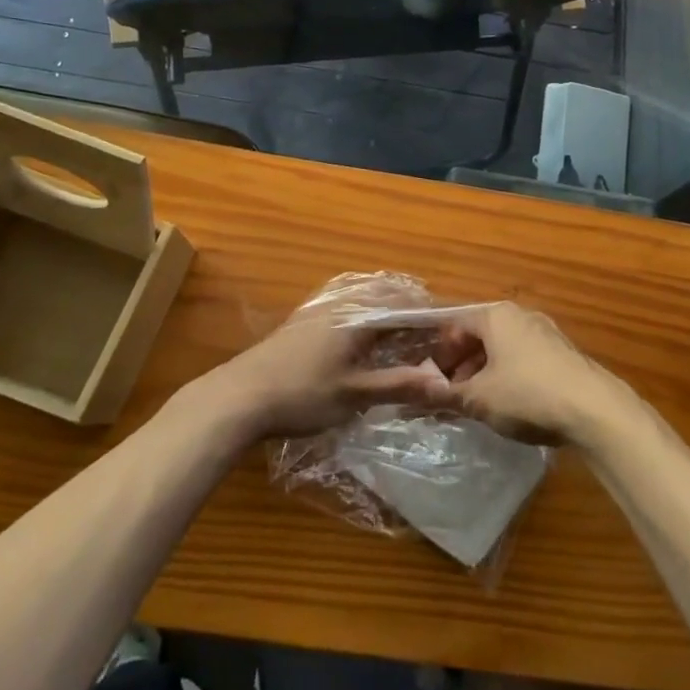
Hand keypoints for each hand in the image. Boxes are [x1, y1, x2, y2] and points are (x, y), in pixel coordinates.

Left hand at [197, 289, 455, 441]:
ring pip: (363, 296)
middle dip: (409, 306)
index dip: (428, 315)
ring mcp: (318, 309)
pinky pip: (345, 303)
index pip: (403, 304)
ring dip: (386, 305)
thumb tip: (443, 382)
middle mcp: (340, 302)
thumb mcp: (354, 394)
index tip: (449, 329)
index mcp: (357, 315)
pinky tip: (362, 333)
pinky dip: (364, 311)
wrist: (239, 396)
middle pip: (384, 293)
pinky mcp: (302, 321)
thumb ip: (399, 384)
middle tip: (430, 328)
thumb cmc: (302, 395)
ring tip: (402, 327)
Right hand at [430, 303, 629, 445]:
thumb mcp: (479, 399)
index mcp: (496, 316)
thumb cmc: (527, 394)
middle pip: (480, 335)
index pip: (455, 325)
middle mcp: (521, 316)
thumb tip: (413, 392)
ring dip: (485, 373)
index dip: (439, 352)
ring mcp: (546, 333)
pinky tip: (510, 405)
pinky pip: (525, 360)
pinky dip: (509, 377)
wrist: (594, 410)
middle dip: (462, 365)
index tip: (430, 380)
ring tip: (478, 404)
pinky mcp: (563, 355)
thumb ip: (444, 394)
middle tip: (451, 395)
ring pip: (503, 349)